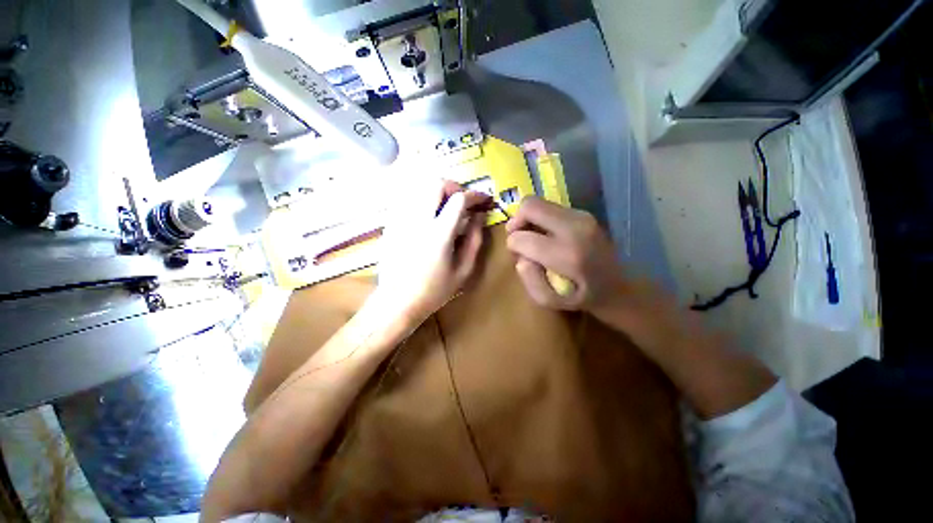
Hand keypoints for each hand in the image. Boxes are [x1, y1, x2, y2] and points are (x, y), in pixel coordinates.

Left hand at [377, 179, 491, 324]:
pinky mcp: (391, 224)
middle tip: (463, 201)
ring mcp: (401, 220)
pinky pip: (408, 200)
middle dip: (454, 187)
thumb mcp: (463, 270)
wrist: (397, 302)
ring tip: (446, 206)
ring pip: (419, 188)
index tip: (484, 200)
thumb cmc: (434, 291)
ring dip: (437, 191)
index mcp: (439, 234)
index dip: (475, 195)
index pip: (458, 199)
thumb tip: (480, 216)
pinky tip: (428, 216)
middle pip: (435, 183)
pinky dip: (423, 200)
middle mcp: (418, 220)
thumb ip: (474, 240)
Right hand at [506, 196, 627, 312]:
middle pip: (530, 206)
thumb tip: (521, 259)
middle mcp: (575, 228)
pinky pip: (550, 207)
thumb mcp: (550, 301)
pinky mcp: (584, 213)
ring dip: (528, 219)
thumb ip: (530, 281)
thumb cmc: (582, 297)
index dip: (512, 245)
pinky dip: (540, 218)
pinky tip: (545, 234)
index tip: (517, 254)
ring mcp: (582, 217)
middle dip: (516, 221)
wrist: (618, 286)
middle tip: (516, 236)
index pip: (522, 238)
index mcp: (567, 255)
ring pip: (539, 203)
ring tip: (531, 237)